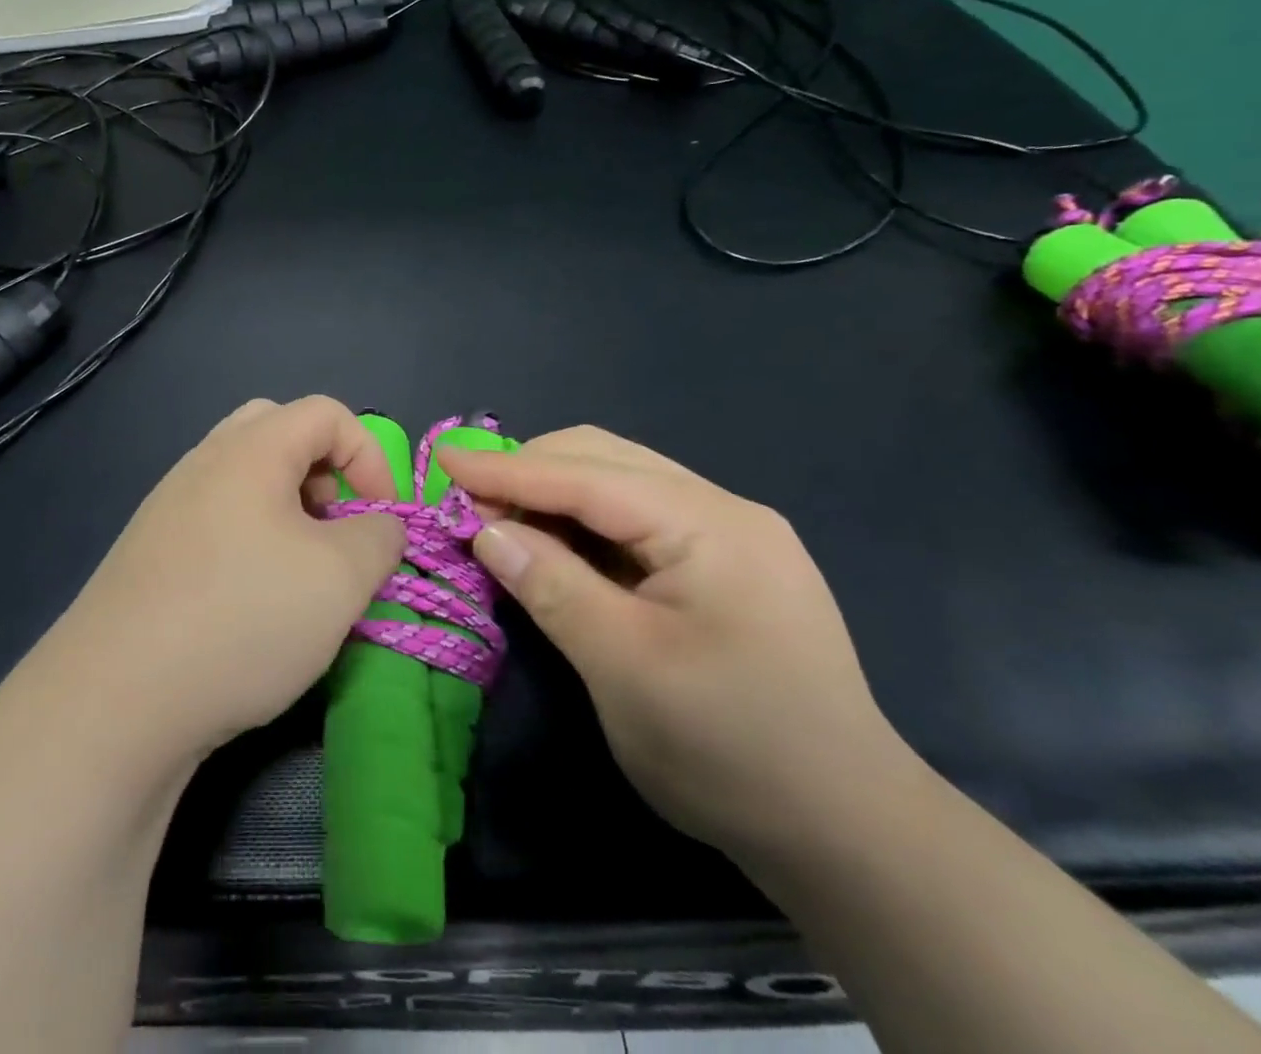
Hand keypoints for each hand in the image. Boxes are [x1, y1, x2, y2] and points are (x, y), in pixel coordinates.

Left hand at [52, 396, 406, 763]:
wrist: (116, 698)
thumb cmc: (243, 618)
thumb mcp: (340, 578)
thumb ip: (379, 537)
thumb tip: (378, 525)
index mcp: (250, 449)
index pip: (326, 413)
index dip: (370, 455)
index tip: (382, 519)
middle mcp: (203, 461)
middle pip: (278, 432)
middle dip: (323, 471)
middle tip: (334, 527)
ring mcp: (168, 505)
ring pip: (244, 478)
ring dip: (287, 509)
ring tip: (299, 570)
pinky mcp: (149, 551)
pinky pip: (215, 519)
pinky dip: (250, 539)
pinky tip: (251, 600)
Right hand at [440, 426, 913, 862]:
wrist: (849, 834)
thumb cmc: (730, 750)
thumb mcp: (623, 667)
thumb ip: (550, 585)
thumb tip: (485, 529)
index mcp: (709, 524)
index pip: (587, 474)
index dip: (508, 468)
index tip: (444, 461)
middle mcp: (724, 510)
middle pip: (606, 459)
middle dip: (530, 471)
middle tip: (470, 504)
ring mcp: (731, 535)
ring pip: (621, 483)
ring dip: (555, 493)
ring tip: (503, 520)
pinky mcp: (727, 565)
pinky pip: (639, 520)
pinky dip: (585, 524)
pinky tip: (557, 545)